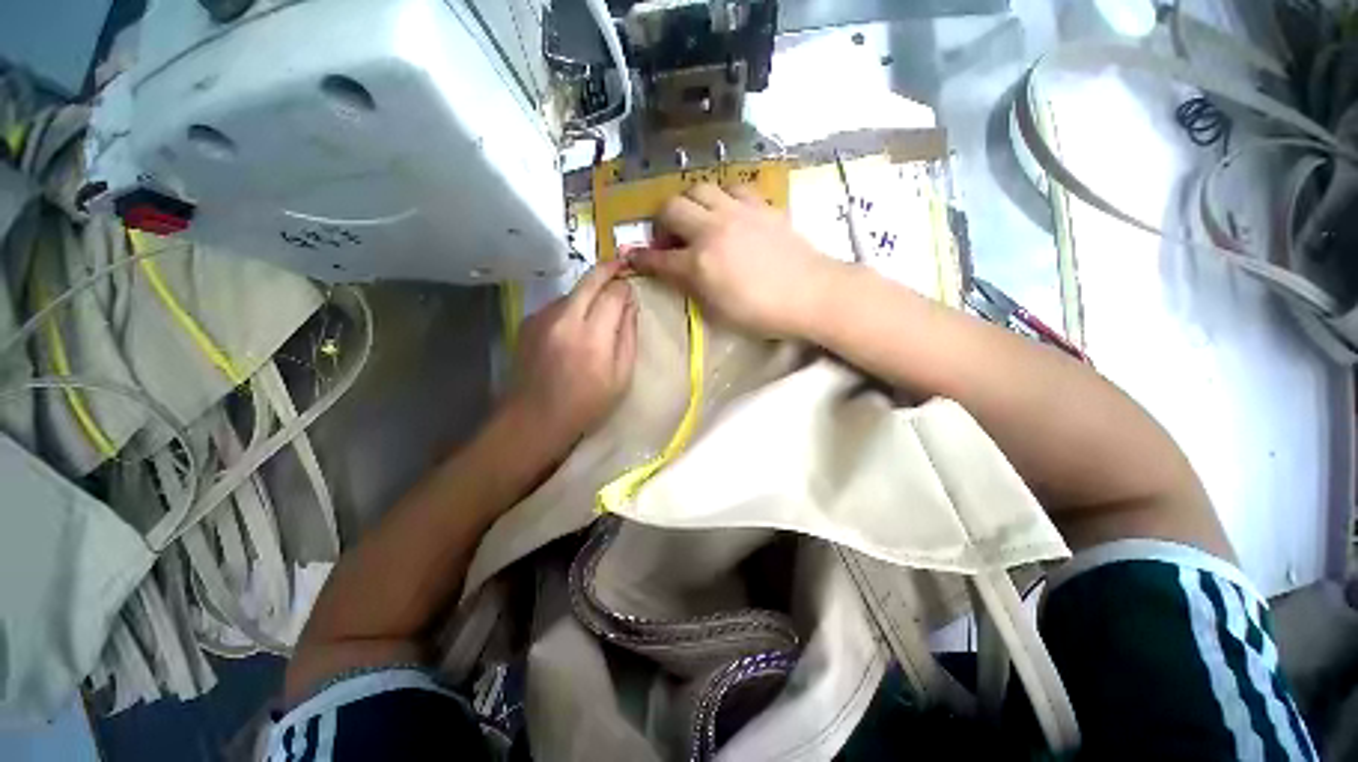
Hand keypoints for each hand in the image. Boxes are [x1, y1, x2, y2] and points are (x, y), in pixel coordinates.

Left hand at [503, 259, 637, 457]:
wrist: (533, 419)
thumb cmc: (586, 404)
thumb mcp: (621, 377)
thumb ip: (629, 336)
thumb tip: (630, 305)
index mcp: (593, 336)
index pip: (614, 294)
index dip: (626, 288)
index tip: (632, 292)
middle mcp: (565, 318)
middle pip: (590, 279)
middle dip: (609, 269)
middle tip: (620, 265)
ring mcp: (542, 317)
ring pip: (573, 290)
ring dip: (589, 292)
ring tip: (598, 310)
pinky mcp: (528, 321)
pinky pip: (558, 305)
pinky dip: (572, 307)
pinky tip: (574, 328)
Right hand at [629, 184, 837, 337]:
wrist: (811, 293)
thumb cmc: (762, 313)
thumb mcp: (719, 312)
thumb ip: (693, 288)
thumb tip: (678, 273)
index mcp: (699, 264)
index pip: (658, 258)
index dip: (641, 258)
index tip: (632, 256)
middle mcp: (712, 230)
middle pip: (672, 208)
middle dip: (662, 222)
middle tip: (671, 239)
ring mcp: (737, 212)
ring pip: (699, 188)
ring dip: (690, 204)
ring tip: (698, 221)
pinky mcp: (760, 205)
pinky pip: (733, 187)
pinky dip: (722, 197)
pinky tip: (729, 213)